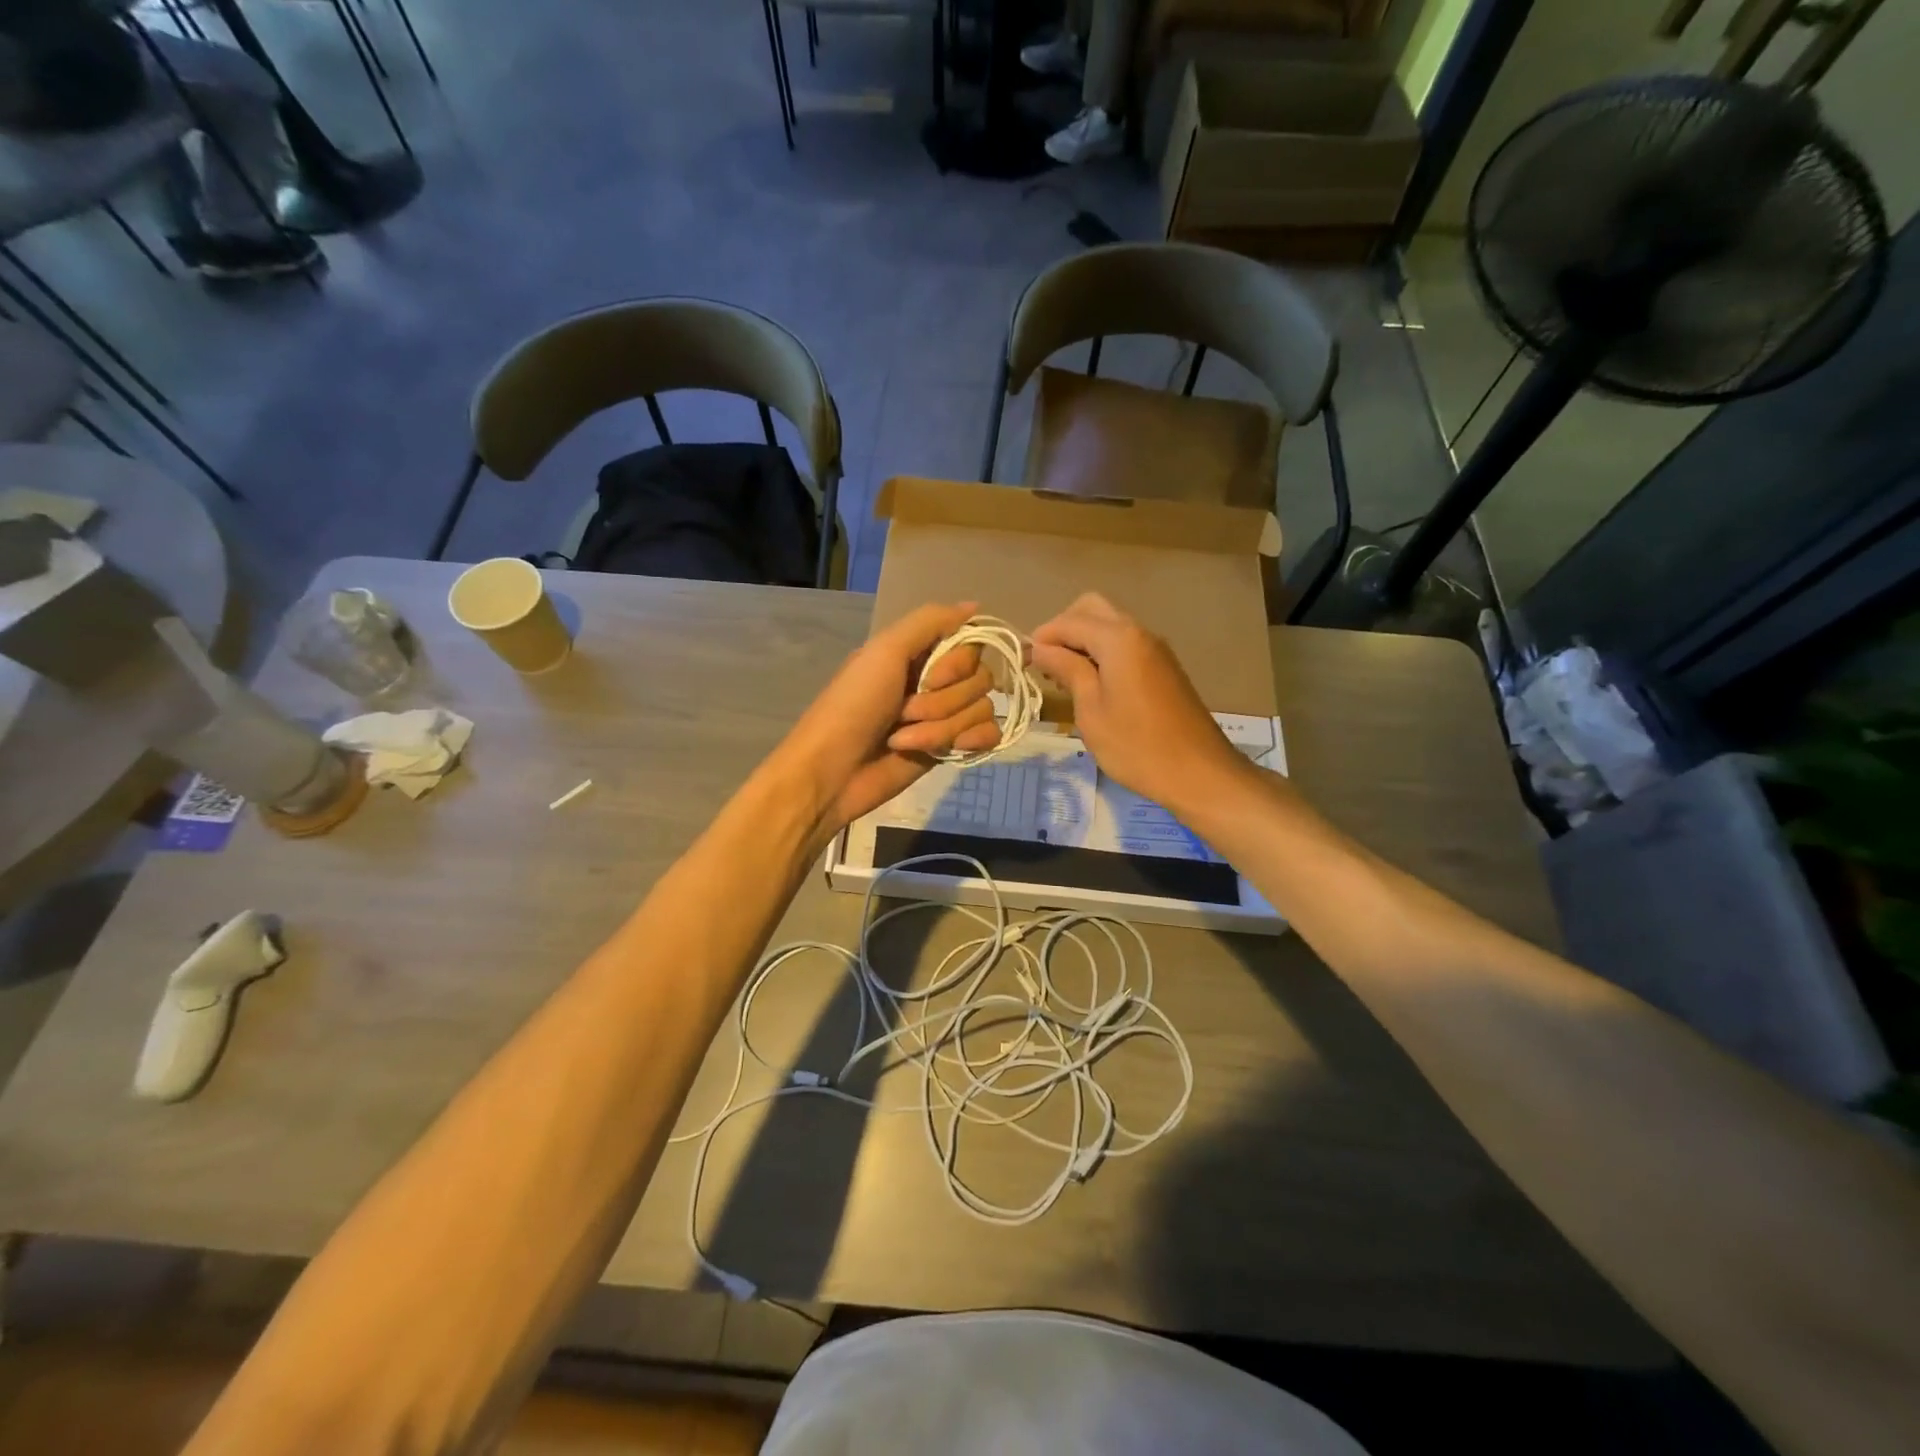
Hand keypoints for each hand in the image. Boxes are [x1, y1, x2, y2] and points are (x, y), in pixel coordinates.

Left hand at [781, 602, 1000, 833]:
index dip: (957, 664)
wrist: (834, 771)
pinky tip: (946, 751)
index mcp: (920, 654)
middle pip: (981, 679)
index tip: (930, 677)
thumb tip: (975, 605)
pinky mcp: (951, 749)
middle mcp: (936, 681)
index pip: (971, 645)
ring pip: (982, 709)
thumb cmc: (852, 706)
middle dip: (943, 701)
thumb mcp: (884, 651)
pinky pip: (988, 735)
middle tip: (904, 711)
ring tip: (904, 739)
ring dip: (943, 727)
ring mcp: (945, 716)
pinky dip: (968, 742)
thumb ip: (930, 621)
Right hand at [1031, 592, 1246, 813]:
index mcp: (1119, 639)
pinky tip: (1091, 685)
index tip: (1022, 663)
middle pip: (1092, 609)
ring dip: (1082, 640)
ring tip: (1064, 678)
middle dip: (1063, 629)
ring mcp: (1155, 649)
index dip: (1041, 638)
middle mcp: (1139, 632)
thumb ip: (1067, 670)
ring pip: (1110, 625)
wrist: (1198, 773)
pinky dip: (1102, 652)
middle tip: (1046, 664)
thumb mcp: (1090, 710)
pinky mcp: (1163, 667)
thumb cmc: (1136, 746)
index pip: (1069, 621)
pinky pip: (1125, 644)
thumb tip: (1041, 648)